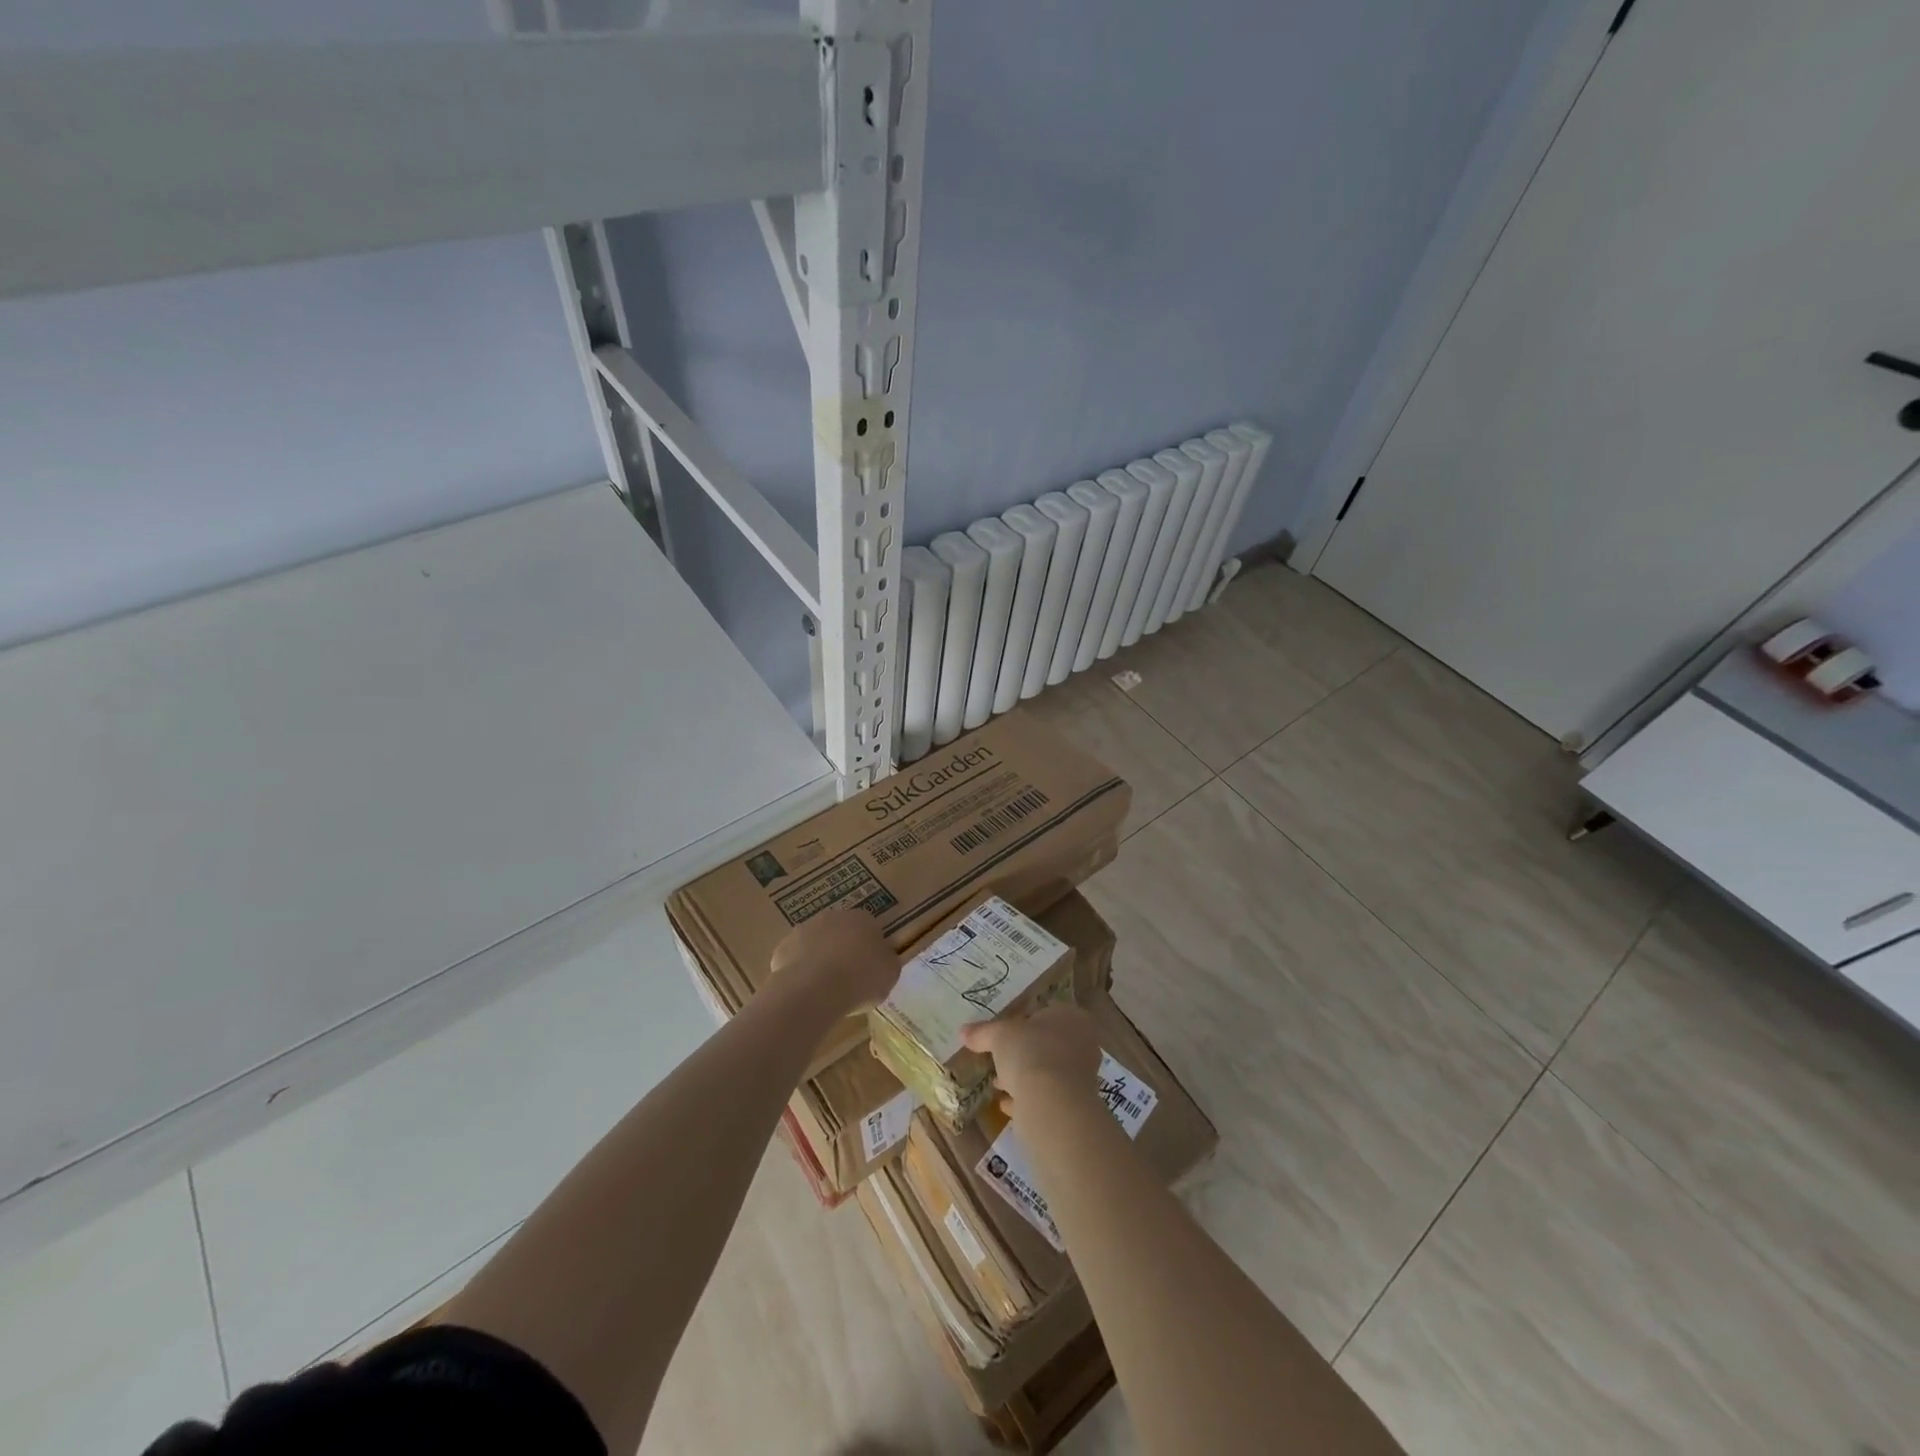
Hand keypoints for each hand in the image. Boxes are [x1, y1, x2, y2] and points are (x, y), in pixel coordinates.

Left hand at [769, 907, 900, 1015]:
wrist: (815, 989)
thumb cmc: (861, 979)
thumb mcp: (890, 974)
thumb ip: (886, 962)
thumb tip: (882, 959)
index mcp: (862, 919)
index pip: (869, 928)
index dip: (869, 949)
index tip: (870, 970)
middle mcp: (833, 917)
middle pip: (840, 932)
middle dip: (843, 950)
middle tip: (847, 978)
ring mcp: (804, 930)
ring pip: (816, 944)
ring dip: (820, 959)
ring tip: (824, 989)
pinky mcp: (783, 948)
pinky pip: (796, 960)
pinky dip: (800, 972)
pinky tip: (805, 992)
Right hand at [962, 1003, 1101, 1110]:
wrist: (1052, 1103)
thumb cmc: (1031, 1052)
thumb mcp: (999, 1036)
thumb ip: (982, 1032)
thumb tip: (963, 1031)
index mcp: (1072, 1017)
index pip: (1047, 1012)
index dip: (1024, 1021)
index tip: (1005, 1033)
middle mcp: (1083, 1043)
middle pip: (1048, 1043)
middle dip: (1023, 1051)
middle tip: (1000, 1057)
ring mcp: (1082, 1076)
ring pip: (1048, 1071)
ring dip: (1024, 1076)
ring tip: (999, 1083)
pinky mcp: (1075, 1104)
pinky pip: (1047, 1097)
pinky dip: (1028, 1098)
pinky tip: (1007, 1104)